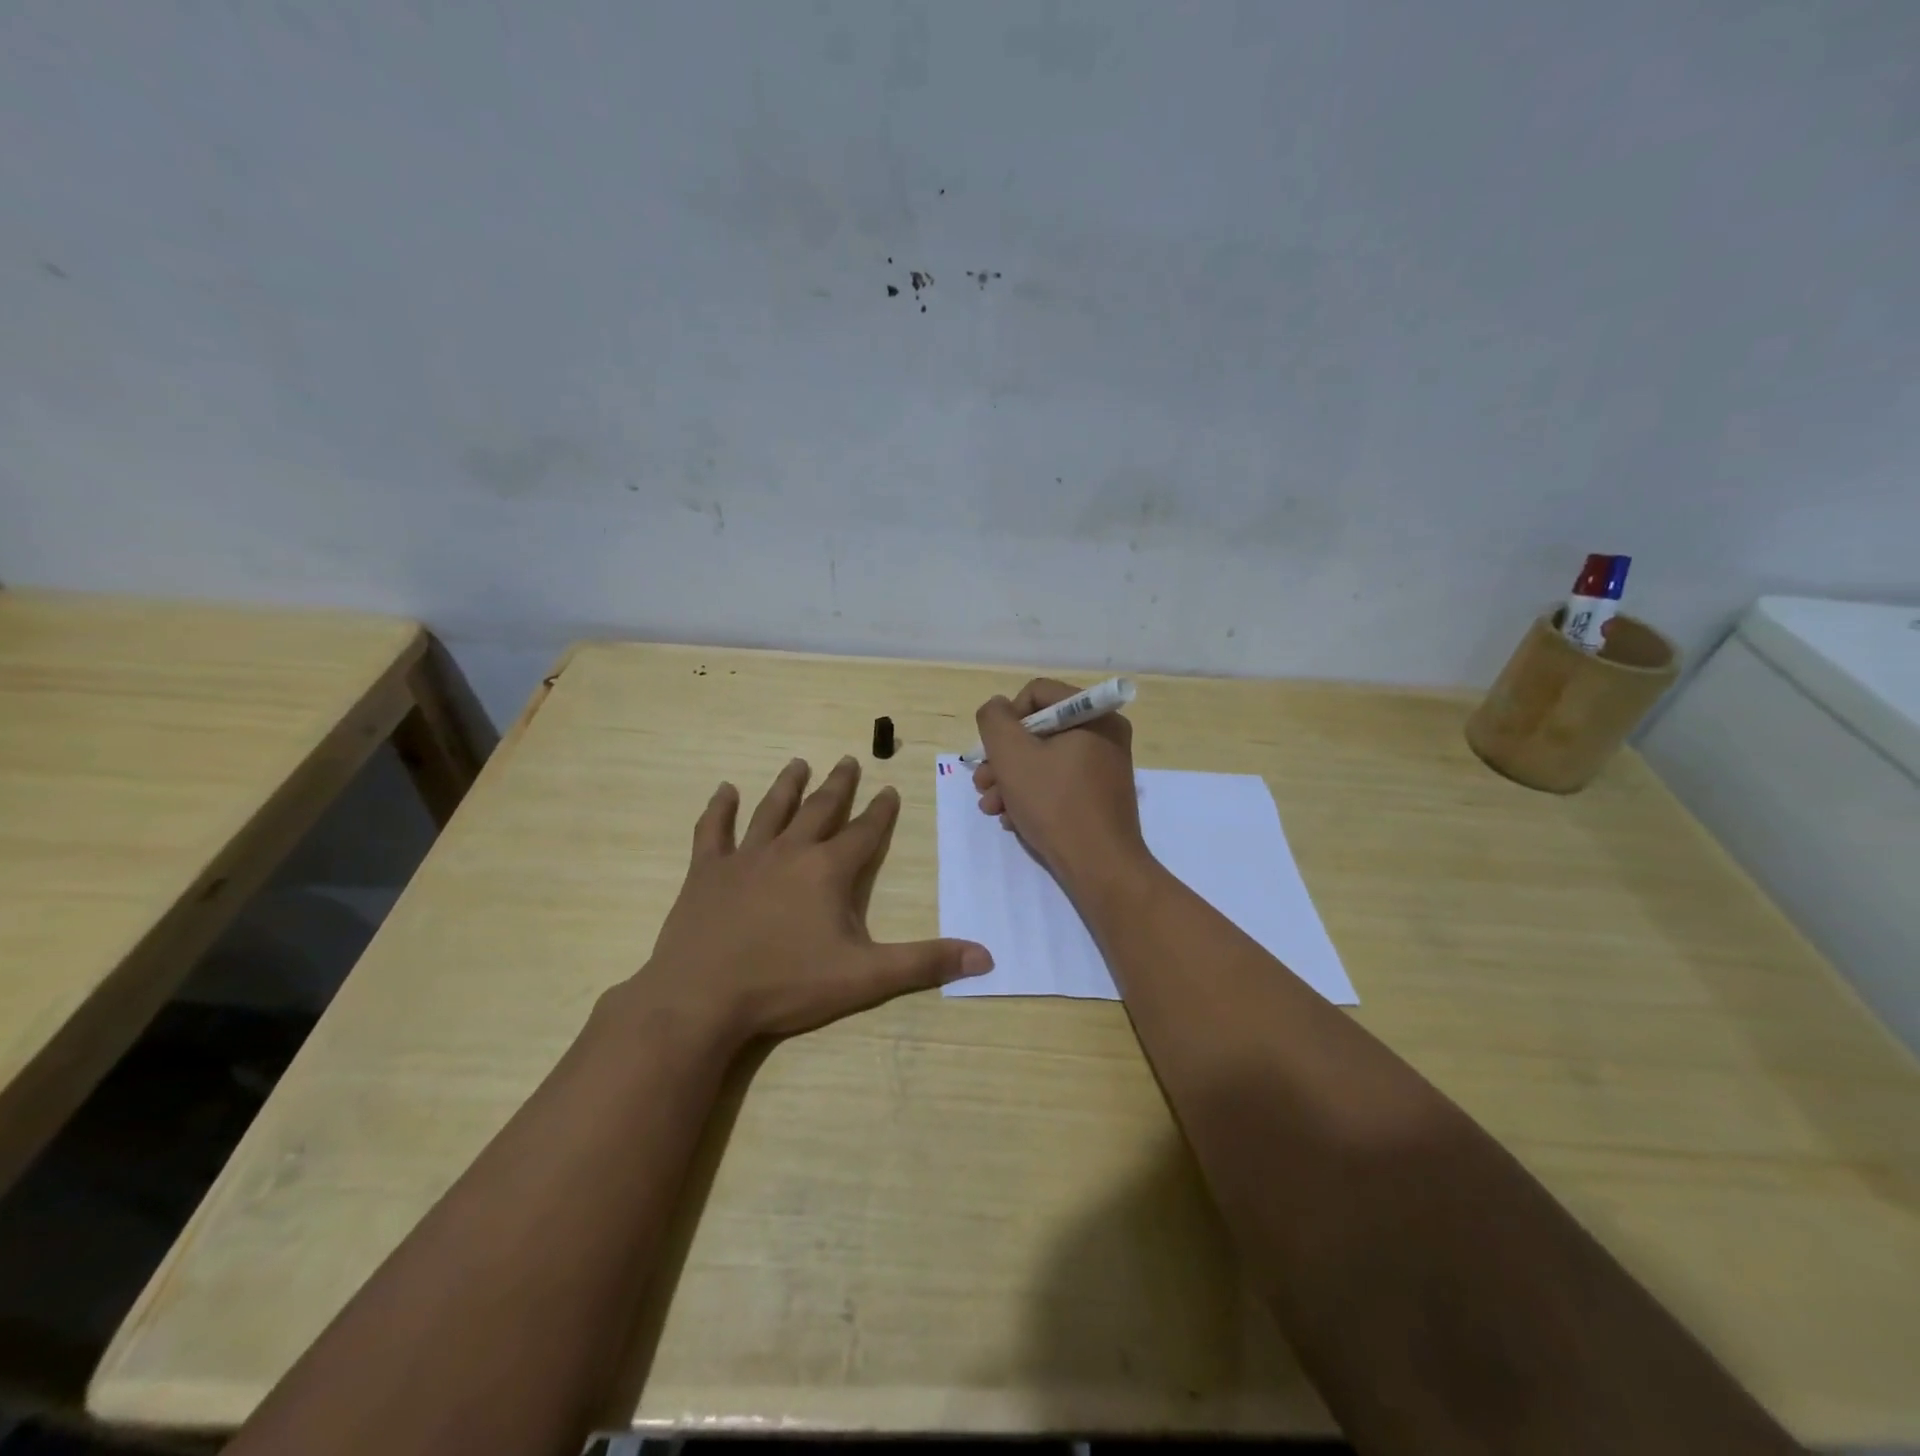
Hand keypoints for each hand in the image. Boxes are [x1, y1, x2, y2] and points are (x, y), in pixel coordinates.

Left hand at [634, 756, 991, 1050]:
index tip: (889, 789)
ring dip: (787, 786)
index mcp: (828, 871)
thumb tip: (985, 956)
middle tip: (848, 760)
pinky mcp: (706, 872)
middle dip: (838, 785)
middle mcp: (790, 852)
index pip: (863, 832)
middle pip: (820, 810)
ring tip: (798, 763)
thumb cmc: (787, 985)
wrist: (702, 998)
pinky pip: (713, 831)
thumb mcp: (865, 978)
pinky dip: (719, 809)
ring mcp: (744, 858)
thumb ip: (924, 963)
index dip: (880, 811)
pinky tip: (724, 790)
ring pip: (771, 811)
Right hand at [973, 679, 1150, 889]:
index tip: (994, 751)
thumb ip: (995, 720)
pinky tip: (1012, 819)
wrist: (1099, 868)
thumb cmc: (1055, 803)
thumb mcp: (1012, 755)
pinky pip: (1058, 783)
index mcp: (1094, 714)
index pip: (1037, 693)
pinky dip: (1031, 796)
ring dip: (1010, 780)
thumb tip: (997, 708)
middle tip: (982, 784)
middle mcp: (1104, 734)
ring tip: (991, 807)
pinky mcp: (1099, 797)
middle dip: (1003, 758)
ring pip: (1044, 760)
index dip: (1007, 719)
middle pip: (1038, 730)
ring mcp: (1104, 767)